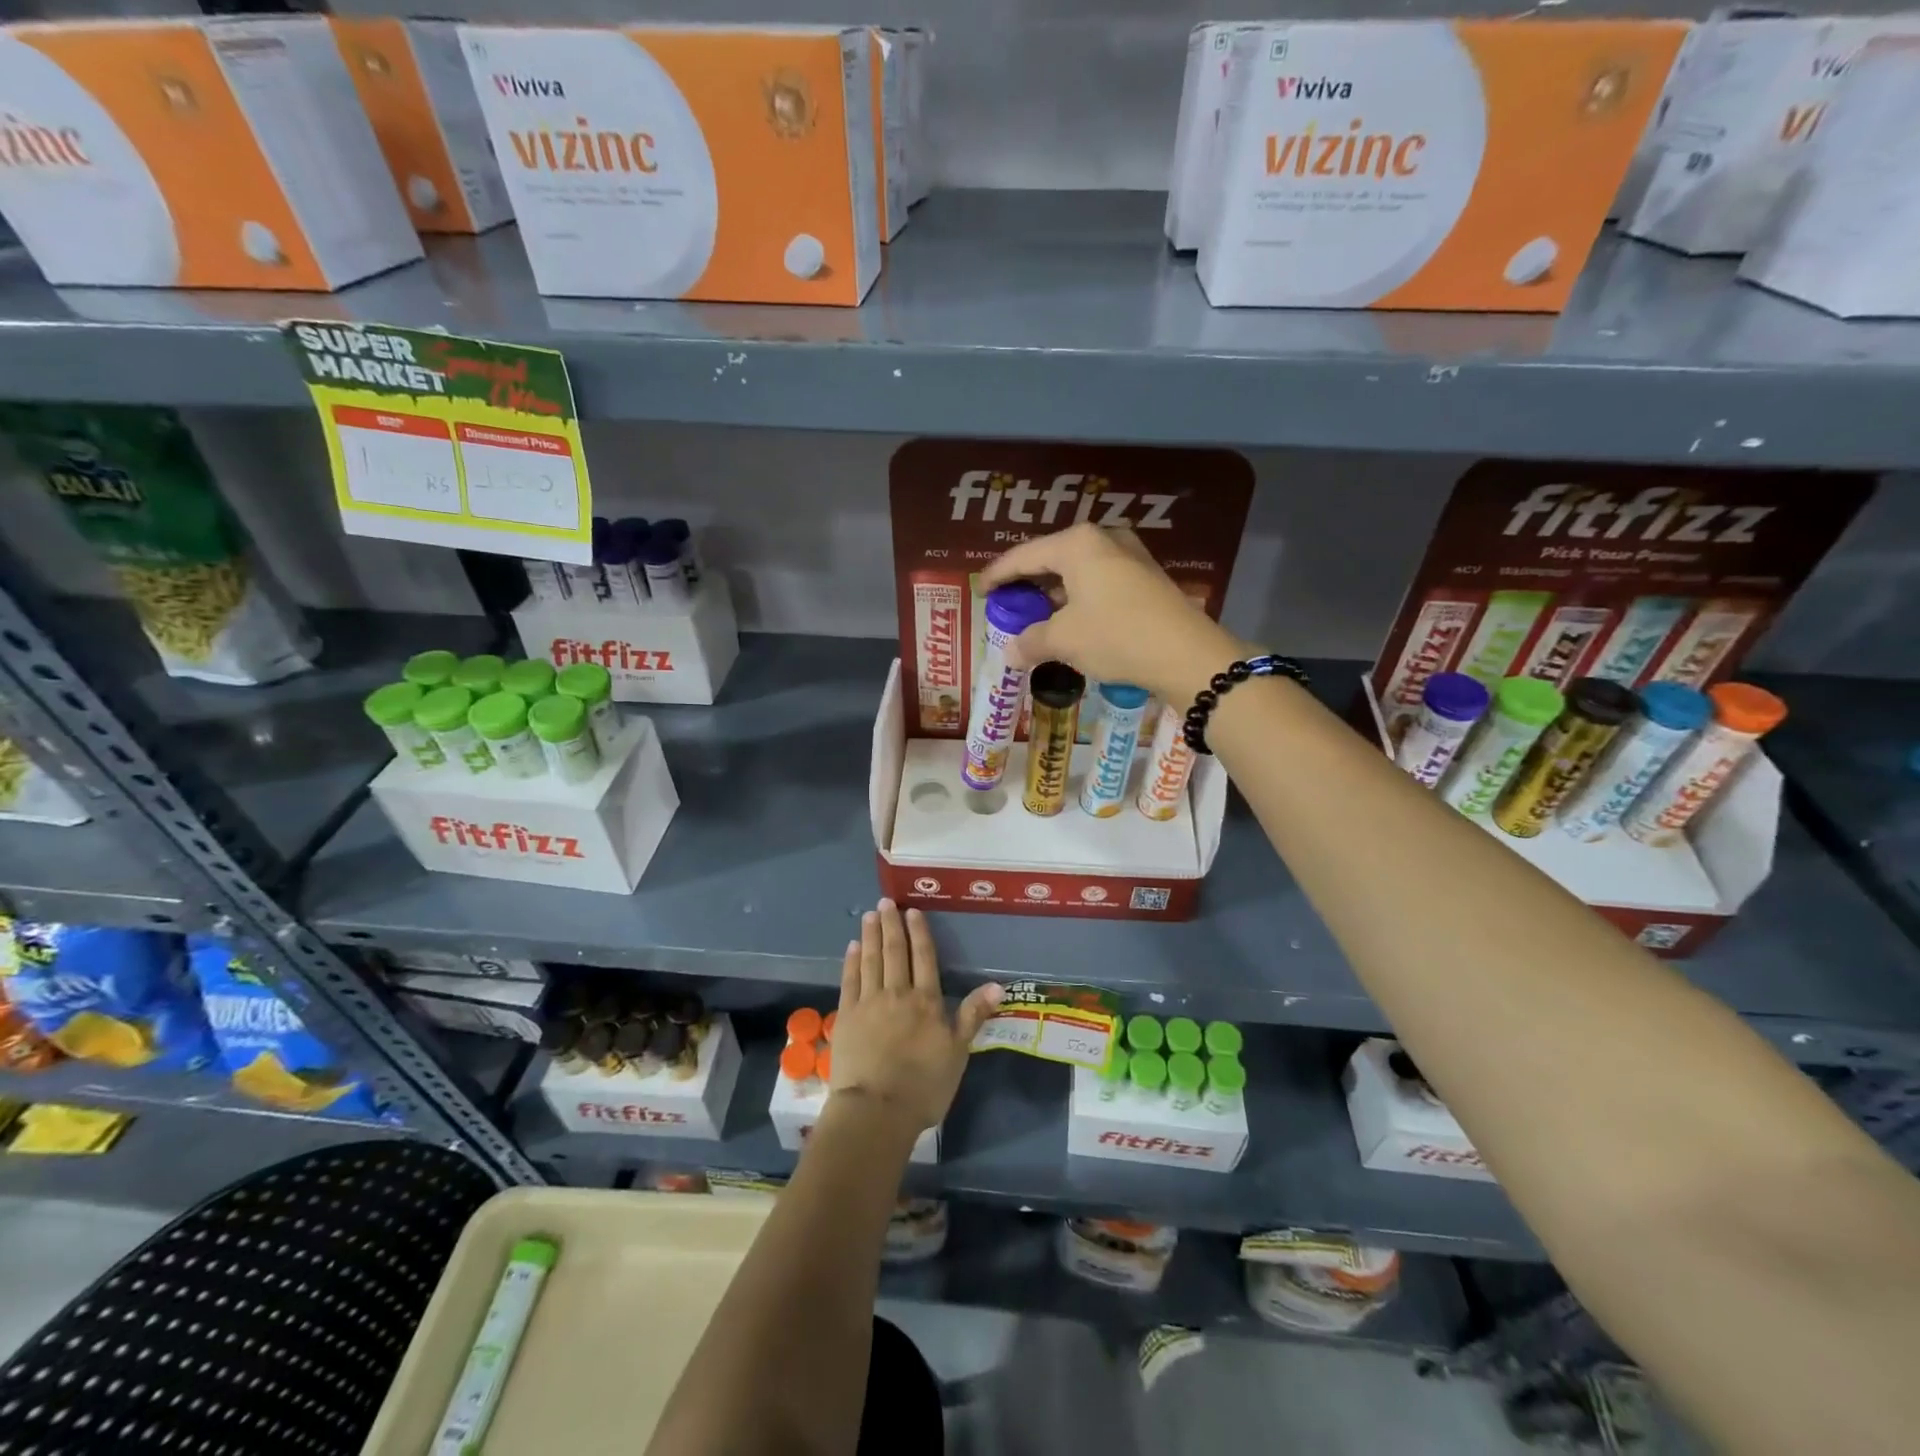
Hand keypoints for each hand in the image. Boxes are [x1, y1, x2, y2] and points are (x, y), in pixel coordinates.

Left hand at [831, 900, 1002, 1133]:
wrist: (876, 1110)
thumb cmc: (923, 1086)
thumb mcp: (957, 1053)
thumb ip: (972, 1015)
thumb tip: (997, 985)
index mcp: (926, 1001)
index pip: (924, 958)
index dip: (919, 933)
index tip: (912, 911)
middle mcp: (897, 993)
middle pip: (895, 952)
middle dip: (892, 925)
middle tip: (886, 902)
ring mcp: (869, 1002)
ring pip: (871, 960)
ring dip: (871, 936)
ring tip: (870, 915)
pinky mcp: (847, 1016)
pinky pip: (850, 980)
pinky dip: (852, 961)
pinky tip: (853, 947)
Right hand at [978, 524, 1251, 703]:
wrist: (1186, 654)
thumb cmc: (1116, 635)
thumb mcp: (1065, 640)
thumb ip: (1031, 641)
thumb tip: (1010, 653)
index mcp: (1077, 543)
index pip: (1024, 556)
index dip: (998, 575)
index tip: (980, 591)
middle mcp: (1103, 538)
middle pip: (1052, 558)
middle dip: (1028, 582)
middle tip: (1007, 603)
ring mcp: (1130, 555)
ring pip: (1078, 570)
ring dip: (1054, 592)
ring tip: (1036, 614)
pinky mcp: (1146, 576)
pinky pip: (1099, 580)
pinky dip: (1078, 597)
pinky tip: (1071, 619)